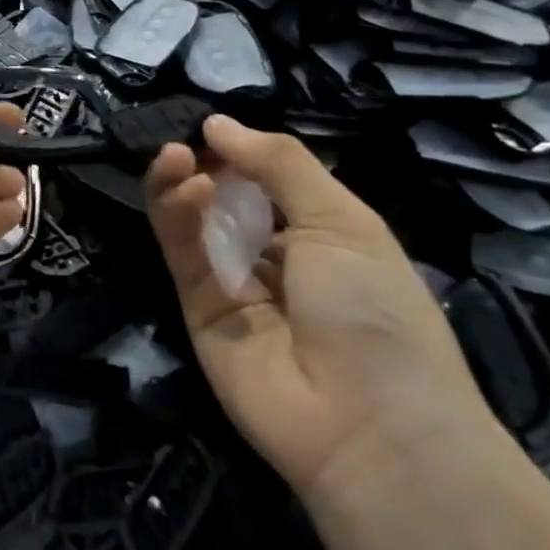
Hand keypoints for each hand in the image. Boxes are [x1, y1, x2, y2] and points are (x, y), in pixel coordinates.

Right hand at [145, 115, 497, 509]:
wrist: (368, 426)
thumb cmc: (376, 310)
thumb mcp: (343, 221)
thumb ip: (280, 164)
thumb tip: (216, 123)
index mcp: (322, 235)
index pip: (268, 182)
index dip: (239, 154)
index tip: (213, 130)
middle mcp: (274, 257)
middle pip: (224, 200)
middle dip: (204, 166)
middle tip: (185, 144)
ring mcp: (232, 285)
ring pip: (194, 223)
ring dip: (181, 185)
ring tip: (173, 158)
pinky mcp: (197, 309)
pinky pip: (182, 255)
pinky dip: (177, 218)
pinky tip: (186, 188)